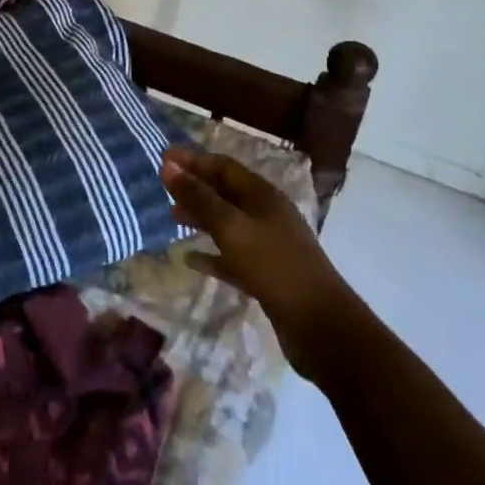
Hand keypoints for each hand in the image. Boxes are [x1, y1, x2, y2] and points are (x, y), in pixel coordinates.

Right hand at [161, 147, 359, 383]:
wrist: (321, 326)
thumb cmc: (274, 266)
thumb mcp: (231, 227)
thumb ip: (198, 198)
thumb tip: (168, 166)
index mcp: (262, 196)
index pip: (223, 166)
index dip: (193, 160)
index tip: (163, 158)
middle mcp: (266, 214)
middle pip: (225, 192)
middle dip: (195, 187)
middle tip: (163, 188)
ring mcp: (268, 245)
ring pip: (227, 223)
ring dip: (200, 218)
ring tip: (172, 218)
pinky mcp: (266, 275)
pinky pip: (232, 256)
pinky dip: (211, 254)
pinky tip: (190, 260)